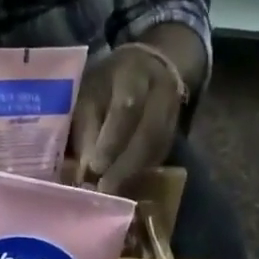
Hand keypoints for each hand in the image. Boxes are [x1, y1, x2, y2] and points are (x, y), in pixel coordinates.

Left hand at [70, 44, 183, 195]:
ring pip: (157, 147)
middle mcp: (160, 91)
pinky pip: (160, 155)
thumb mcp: (89, 94)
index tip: (95, 168)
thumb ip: (86, 128)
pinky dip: (142, 173)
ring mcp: (173, 111)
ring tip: (113, 192)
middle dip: (125, 165)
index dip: (111, 141)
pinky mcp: (174, 131)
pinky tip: (126, 186)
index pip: (127, 109)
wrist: (149, 66)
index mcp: (134, 73)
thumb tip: (84, 170)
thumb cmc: (106, 84)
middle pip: (149, 133)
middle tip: (105, 189)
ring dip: (134, 173)